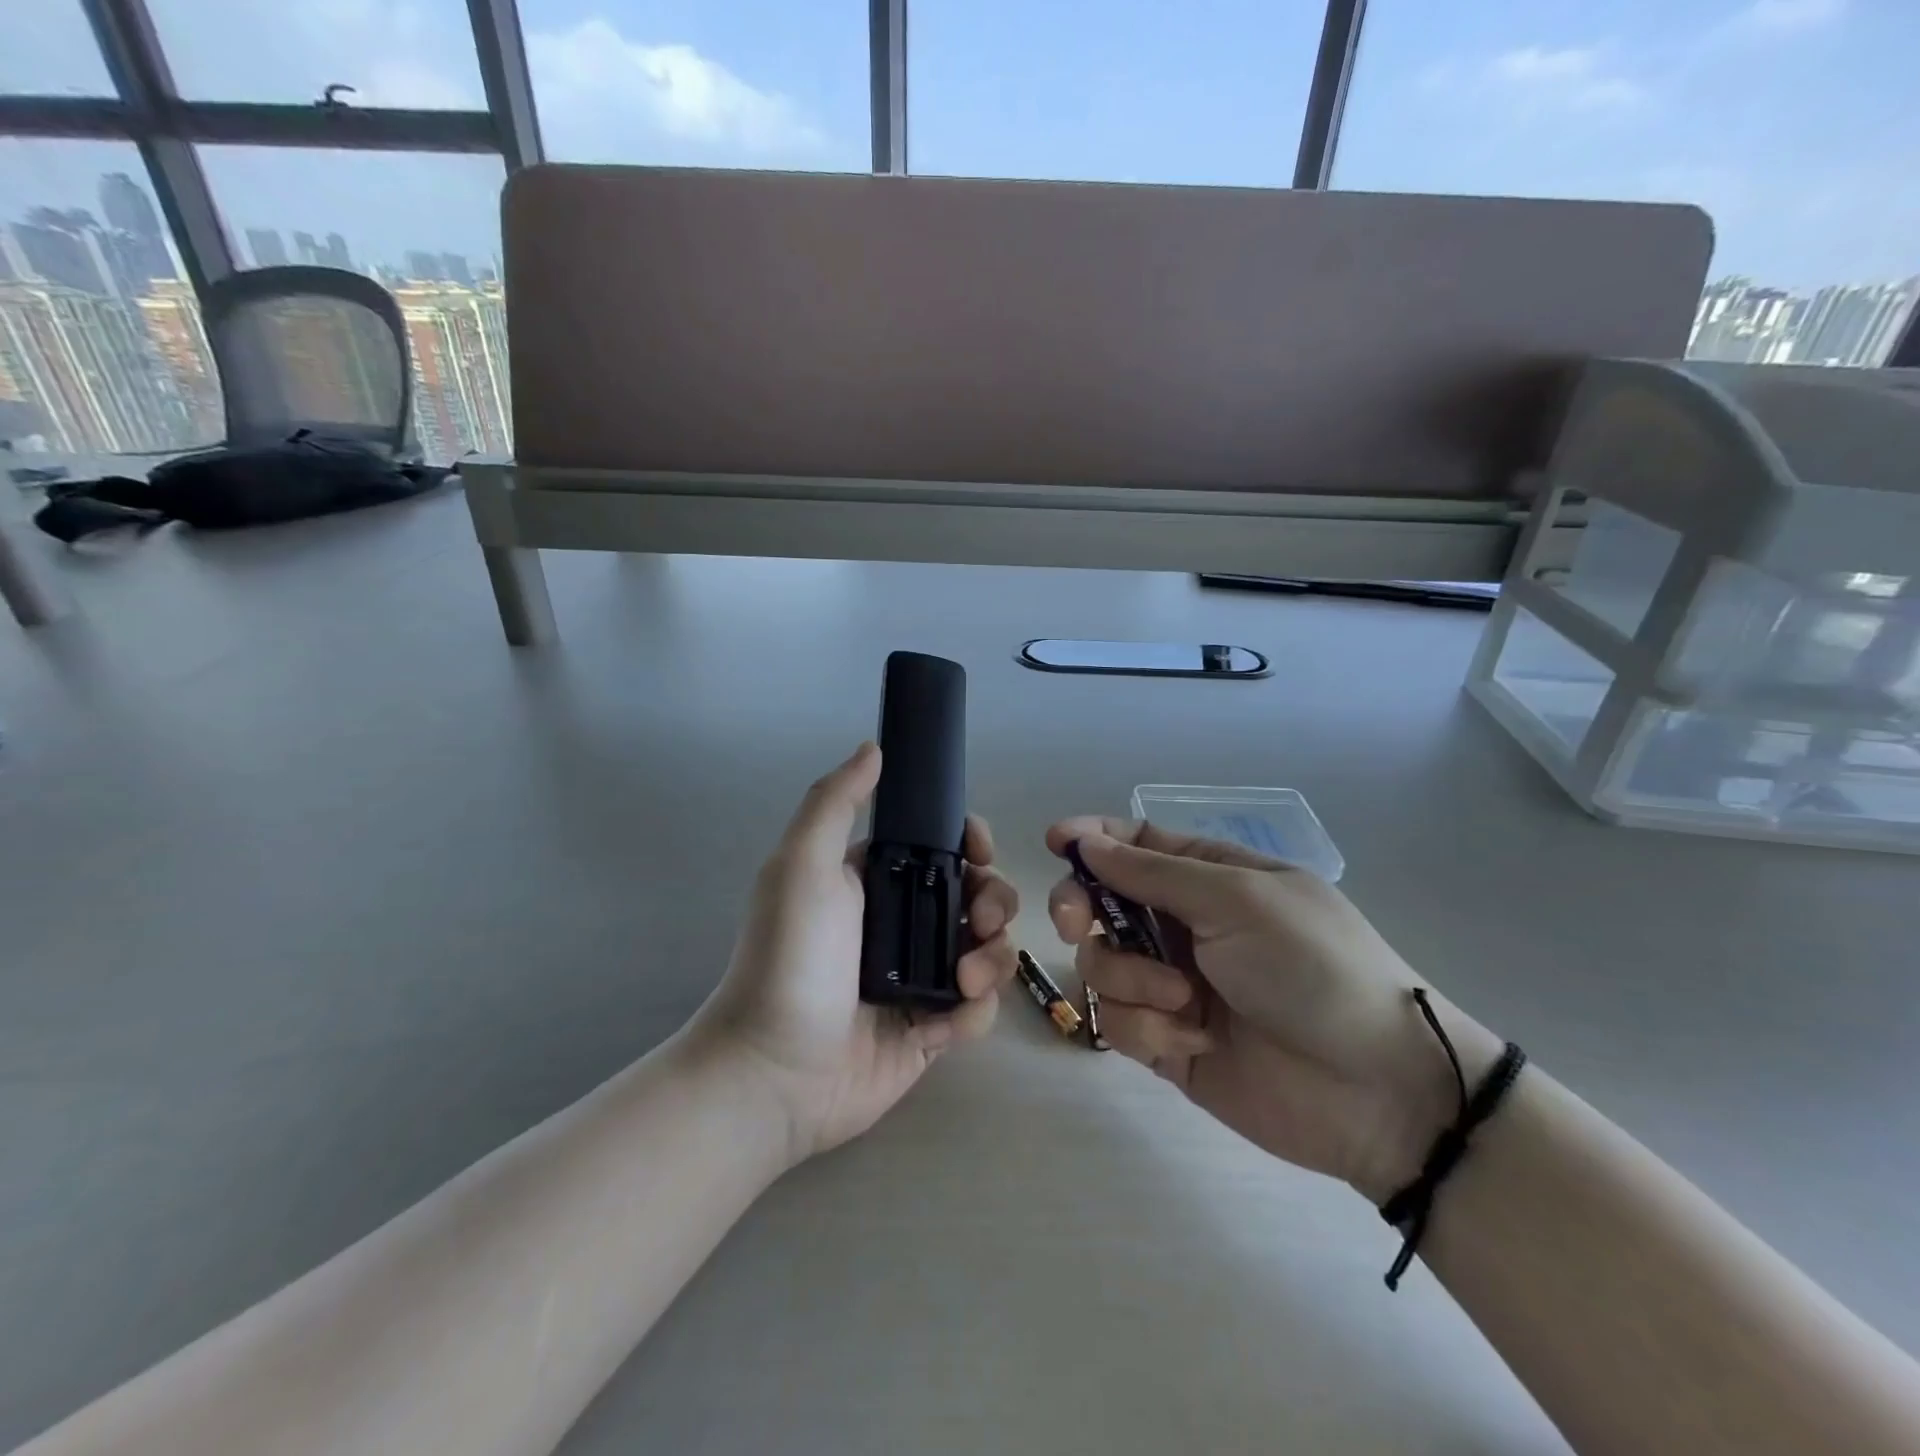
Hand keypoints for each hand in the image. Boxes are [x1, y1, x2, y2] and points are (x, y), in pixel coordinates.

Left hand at [694, 743, 1018, 1163]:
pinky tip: (945, 1023)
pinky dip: (973, 1013)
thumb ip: (835, 802)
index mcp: (876, 882)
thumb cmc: (790, 959)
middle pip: (977, 896)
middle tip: (980, 922)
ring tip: (964, 980)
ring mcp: (919, 978)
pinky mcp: (930, 1029)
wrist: (774, 1071)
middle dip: (993, 902)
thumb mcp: (802, 866)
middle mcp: (902, 924)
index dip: (970, 844)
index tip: (980, 852)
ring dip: (992, 958)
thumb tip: (874, 748)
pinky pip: (977, 1010)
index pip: (941, 848)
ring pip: (988, 950)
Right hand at [1046, 820, 1502, 1201]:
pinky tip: (1194, 1039)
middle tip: (1078, 924)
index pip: (1136, 844)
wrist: (1378, 1090)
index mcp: (1209, 877)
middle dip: (1082, 909)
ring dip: (1132, 979)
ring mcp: (1172, 983)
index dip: (1092, 838)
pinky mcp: (1166, 1039)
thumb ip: (1152, 873)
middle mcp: (1183, 925)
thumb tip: (1085, 842)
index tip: (1055, 842)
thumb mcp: (1237, 900)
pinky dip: (1148, 1026)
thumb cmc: (1313, 968)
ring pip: (1101, 963)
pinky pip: (1118, 1020)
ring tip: (1186, 1001)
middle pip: (1100, 901)